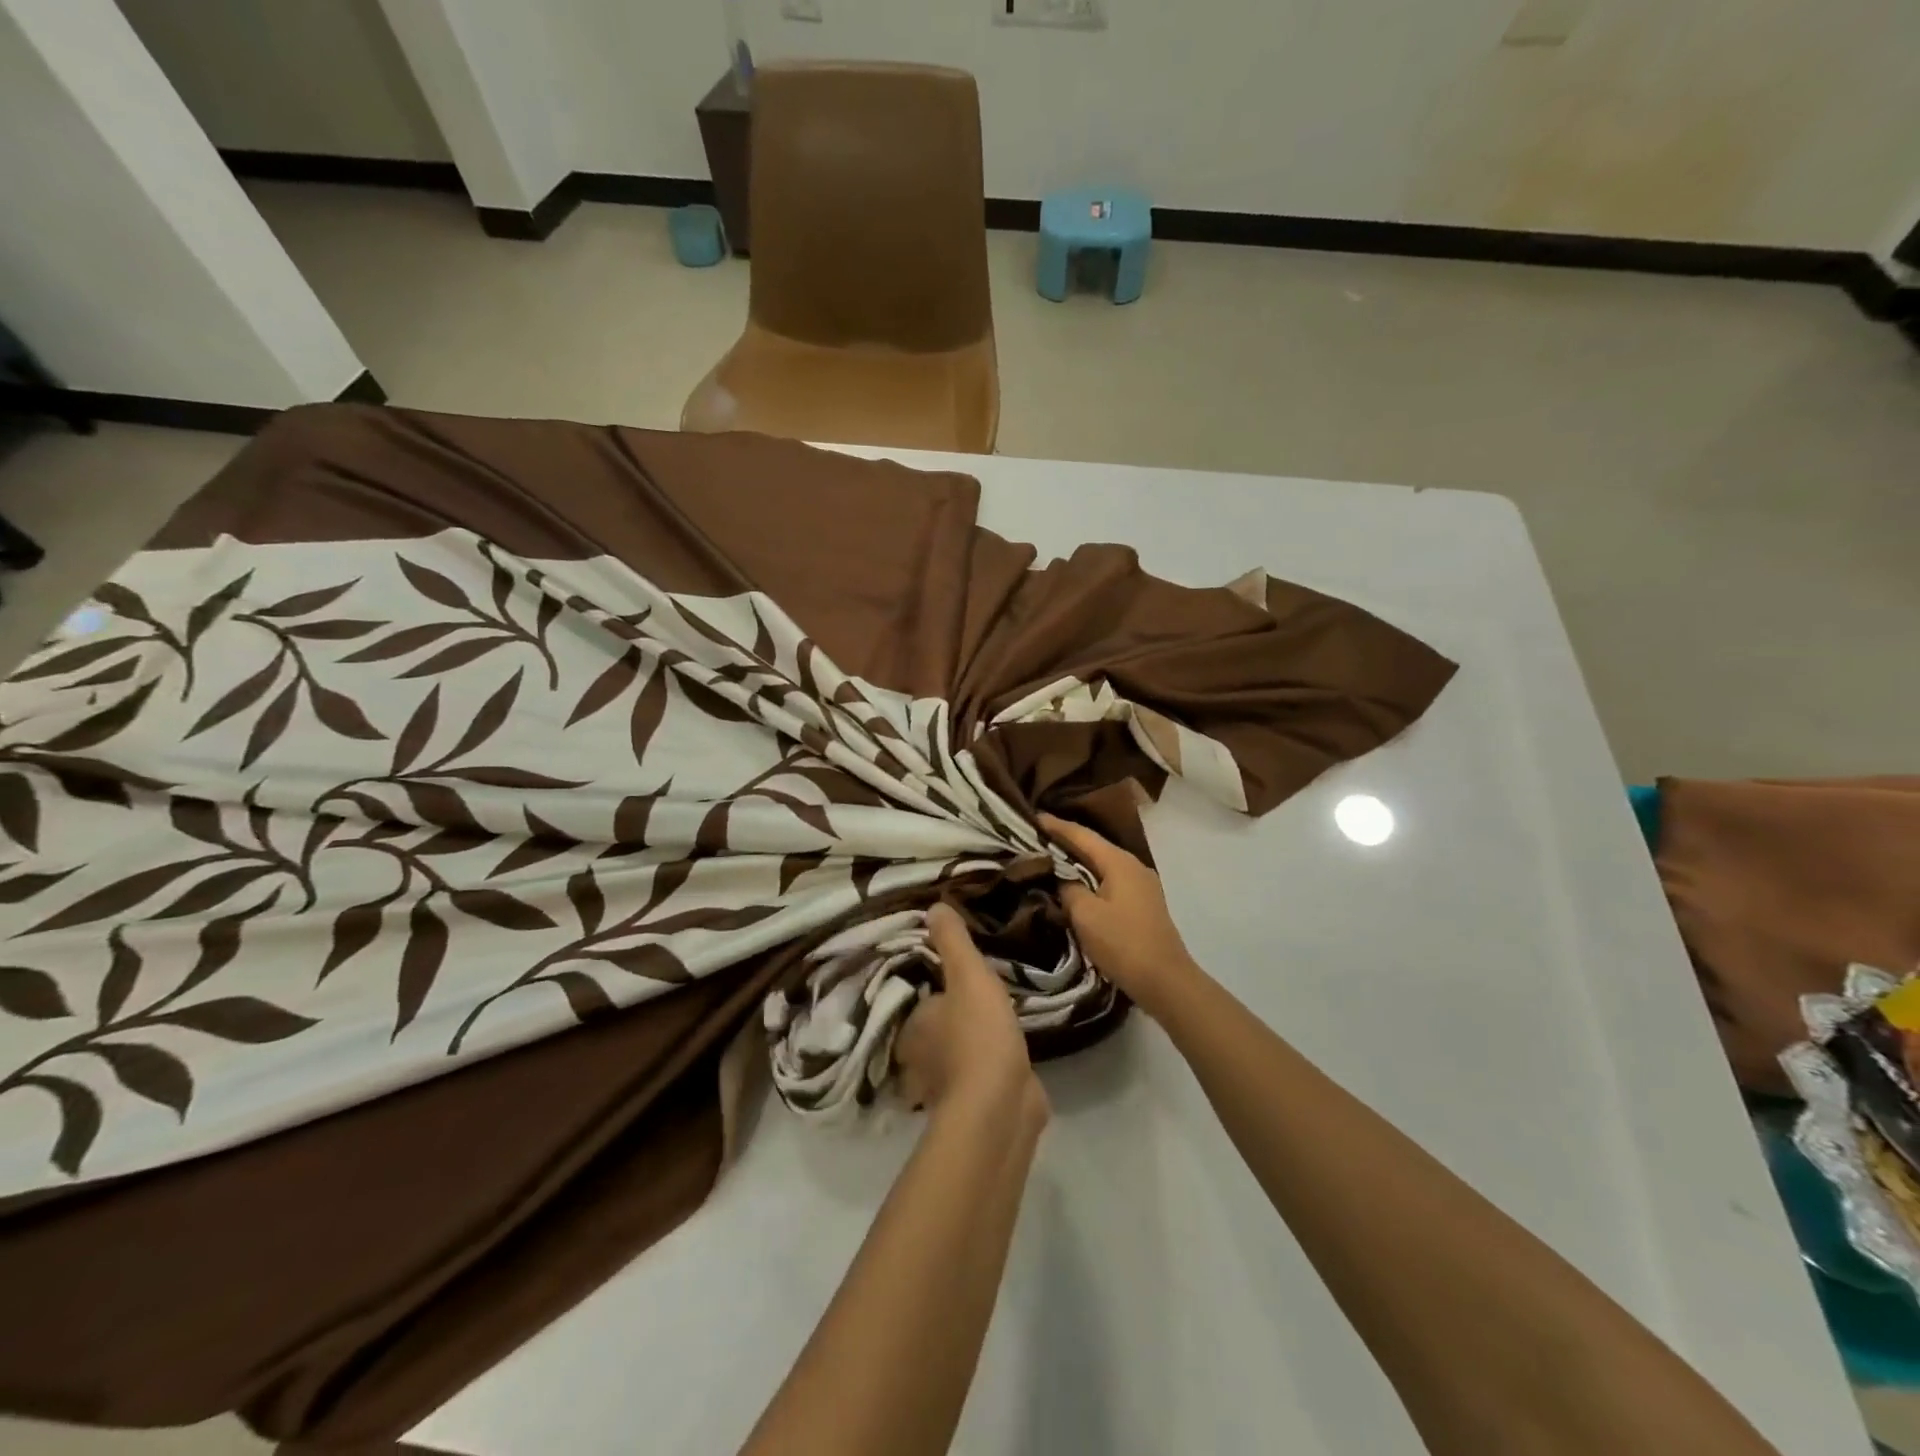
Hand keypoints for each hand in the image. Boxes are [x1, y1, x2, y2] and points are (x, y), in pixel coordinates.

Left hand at [897, 903, 1047, 1128]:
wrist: (1001, 1106)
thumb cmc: (978, 1035)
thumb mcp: (968, 975)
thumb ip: (953, 941)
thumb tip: (934, 906)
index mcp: (912, 1027)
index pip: (918, 1000)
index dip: (936, 989)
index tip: (957, 977)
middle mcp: (920, 1059)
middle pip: (935, 1030)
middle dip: (953, 1019)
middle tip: (978, 997)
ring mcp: (947, 1087)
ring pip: (955, 1056)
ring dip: (971, 1045)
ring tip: (995, 1021)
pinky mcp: (975, 1107)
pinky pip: (979, 1079)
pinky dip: (989, 1069)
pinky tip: (1009, 1055)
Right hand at [1040, 814, 1202, 1019]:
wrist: (1165, 981)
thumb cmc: (1122, 943)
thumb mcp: (1085, 915)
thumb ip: (1068, 889)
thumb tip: (1063, 880)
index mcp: (1119, 862)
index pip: (1082, 835)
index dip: (1056, 826)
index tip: (1033, 817)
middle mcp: (1133, 866)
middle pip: (1094, 846)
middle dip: (1067, 841)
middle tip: (1037, 837)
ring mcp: (1142, 885)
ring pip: (1103, 864)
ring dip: (1078, 861)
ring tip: (1052, 858)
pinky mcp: (1143, 903)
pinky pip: (1111, 880)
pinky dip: (1091, 877)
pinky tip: (1076, 885)